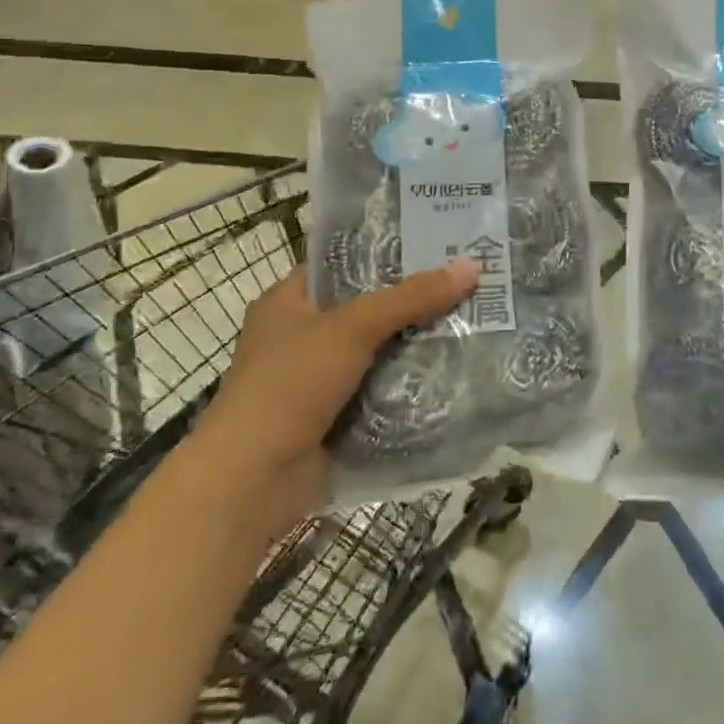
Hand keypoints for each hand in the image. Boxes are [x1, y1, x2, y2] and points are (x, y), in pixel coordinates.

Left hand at [196, 263, 478, 496]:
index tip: (436, 244)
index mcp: (288, 301)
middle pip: (367, 308)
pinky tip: (454, 370)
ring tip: (471, 320)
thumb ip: (411, 298)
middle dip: (413, 300)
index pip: (344, 263)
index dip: (387, 252)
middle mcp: (300, 335)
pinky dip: (408, 385)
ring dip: (416, 344)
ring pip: (377, 351)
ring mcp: (316, 380)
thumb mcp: (353, 327)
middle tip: (466, 281)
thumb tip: (470, 268)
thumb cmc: (291, 384)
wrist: (253, 480)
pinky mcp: (333, 417)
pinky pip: (380, 390)